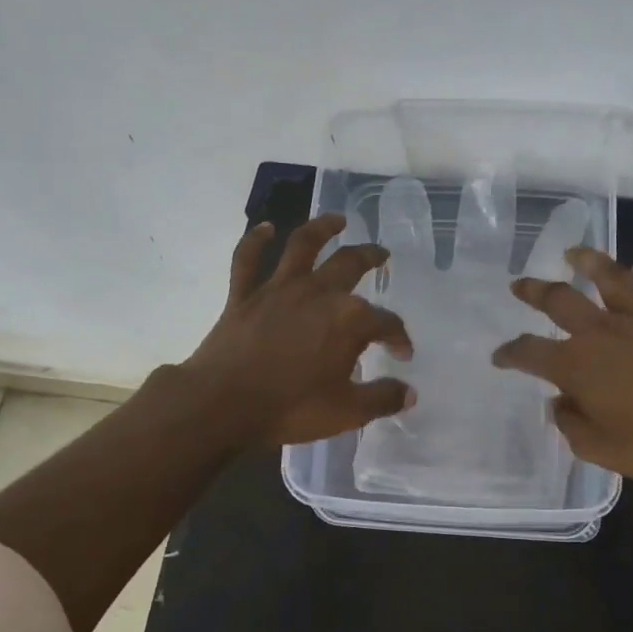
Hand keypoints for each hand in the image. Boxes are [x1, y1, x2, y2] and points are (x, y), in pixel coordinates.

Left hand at [183, 214, 415, 446]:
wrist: (223, 404)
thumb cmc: (291, 408)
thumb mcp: (348, 412)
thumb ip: (383, 399)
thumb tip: (409, 393)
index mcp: (349, 319)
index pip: (385, 322)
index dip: (398, 337)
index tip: (402, 354)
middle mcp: (317, 293)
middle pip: (350, 265)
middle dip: (371, 258)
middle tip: (382, 256)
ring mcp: (278, 289)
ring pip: (303, 245)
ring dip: (323, 228)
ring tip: (338, 220)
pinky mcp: (243, 295)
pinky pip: (248, 259)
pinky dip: (256, 240)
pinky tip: (266, 228)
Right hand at [493, 248, 632, 483]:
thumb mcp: (597, 449)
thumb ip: (571, 424)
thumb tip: (560, 404)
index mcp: (577, 366)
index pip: (530, 352)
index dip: (510, 353)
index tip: (499, 357)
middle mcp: (604, 335)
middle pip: (562, 301)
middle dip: (535, 291)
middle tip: (519, 285)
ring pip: (612, 281)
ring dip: (590, 263)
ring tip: (574, 254)